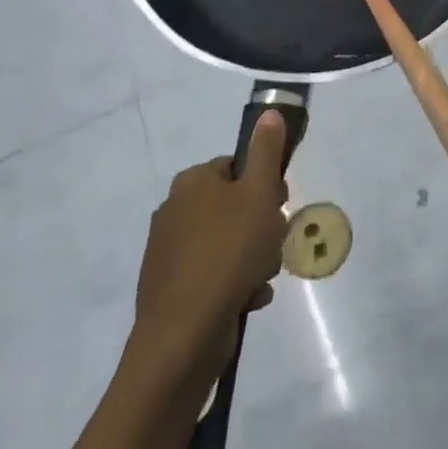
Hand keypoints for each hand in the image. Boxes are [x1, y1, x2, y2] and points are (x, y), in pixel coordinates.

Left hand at [133, 111, 289, 386]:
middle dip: (261, 226)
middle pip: (234, 206)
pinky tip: (248, 299)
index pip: (238, 167)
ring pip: (227, 243)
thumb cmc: (229, 253)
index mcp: (192, 181)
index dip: (265, 185)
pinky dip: (234, 284)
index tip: (279, 207)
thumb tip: (269, 112)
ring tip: (261, 278)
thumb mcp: (259, 194)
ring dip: (252, 258)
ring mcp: (168, 251)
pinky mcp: (169, 289)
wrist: (183, 336)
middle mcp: (173, 209)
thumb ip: (266, 151)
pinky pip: (213, 275)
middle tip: (273, 245)